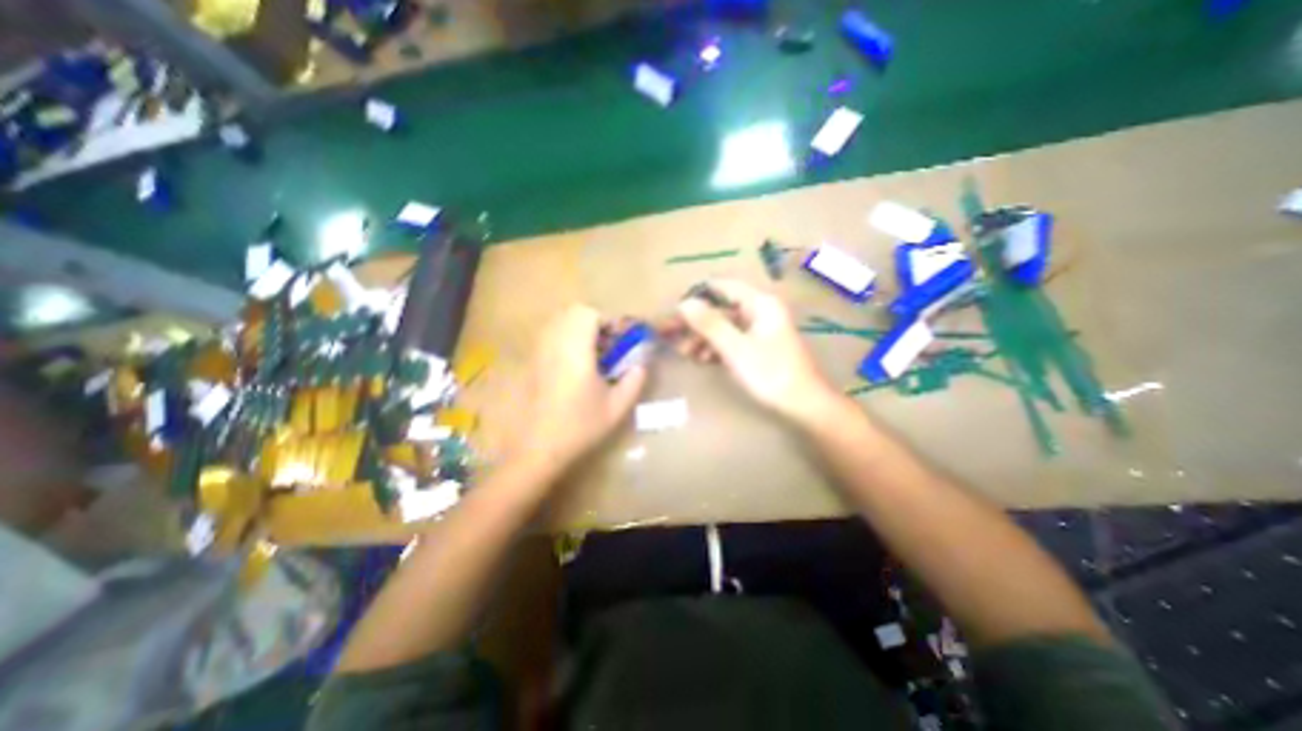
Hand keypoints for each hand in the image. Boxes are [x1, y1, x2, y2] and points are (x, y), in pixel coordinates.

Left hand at [514, 306, 645, 470]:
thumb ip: (634, 381)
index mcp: (575, 351)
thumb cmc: (580, 427)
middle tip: (607, 344)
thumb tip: (641, 364)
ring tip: (592, 354)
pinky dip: (564, 340)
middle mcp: (553, 345)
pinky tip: (573, 366)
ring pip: (558, 323)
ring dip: (578, 329)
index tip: (619, 339)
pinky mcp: (530, 364)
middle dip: (593, 322)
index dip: (607, 321)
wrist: (538, 449)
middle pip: (571, 313)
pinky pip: (549, 337)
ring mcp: (538, 353)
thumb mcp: (616, 407)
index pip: (588, 314)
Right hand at [666, 279, 838, 428]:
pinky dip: (716, 348)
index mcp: (760, 304)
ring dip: (703, 338)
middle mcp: (760, 311)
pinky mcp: (758, 347)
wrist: (804, 405)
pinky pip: (732, 340)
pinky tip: (701, 359)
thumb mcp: (736, 348)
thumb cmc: (771, 374)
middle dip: (696, 323)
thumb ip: (709, 324)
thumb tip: (684, 303)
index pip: (722, 288)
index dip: (697, 297)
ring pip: (724, 326)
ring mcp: (760, 330)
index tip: (675, 311)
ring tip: (685, 353)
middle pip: (721, 309)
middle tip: (671, 336)